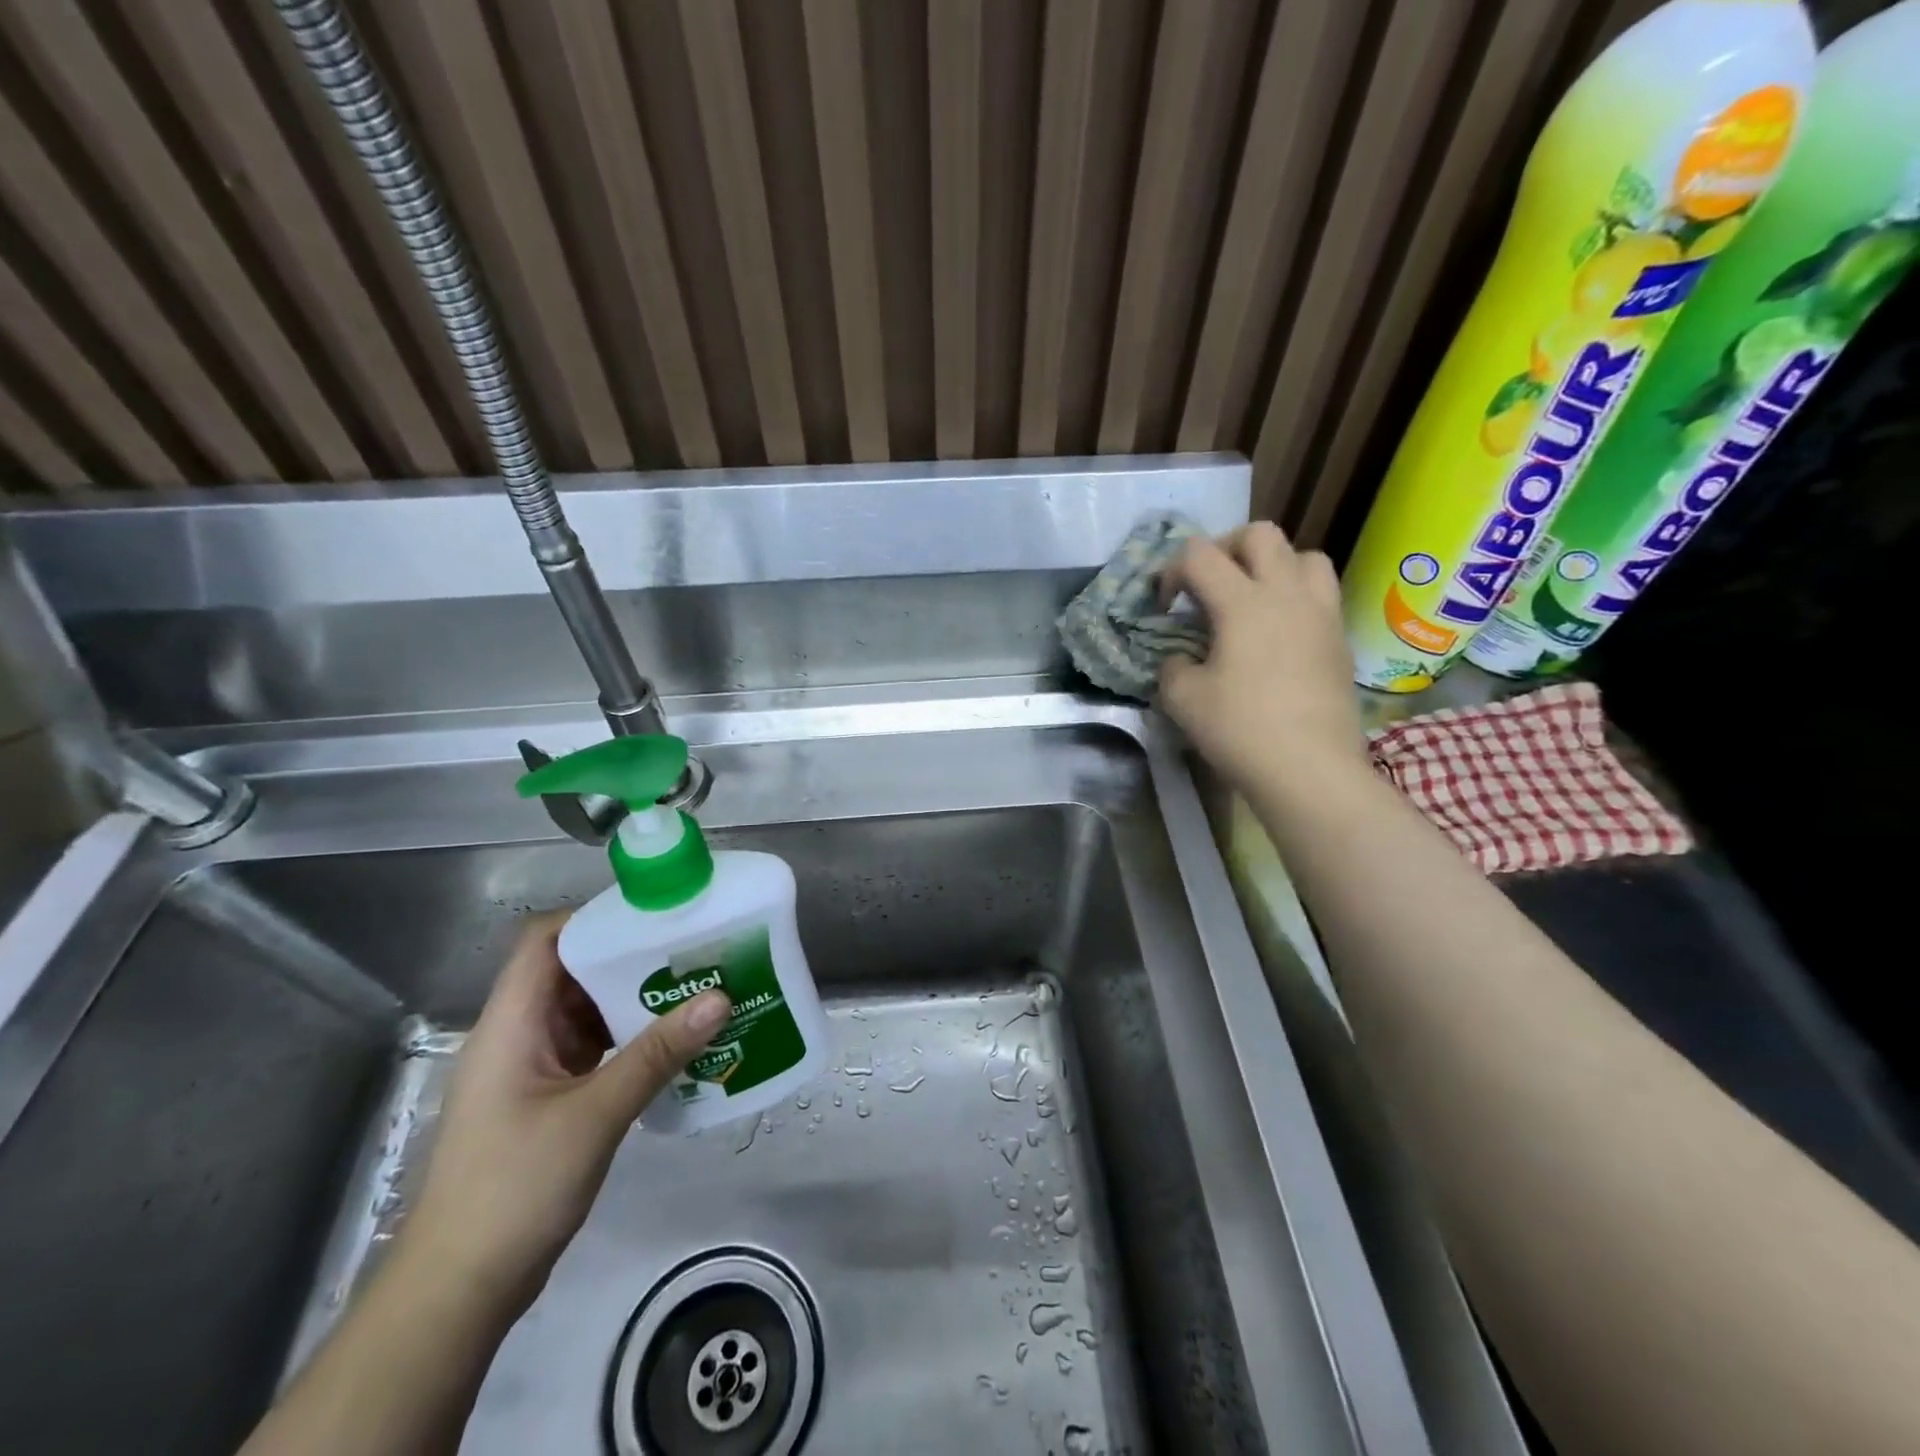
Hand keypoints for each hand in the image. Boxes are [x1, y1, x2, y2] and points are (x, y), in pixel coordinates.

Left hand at [399, 914, 728, 1319]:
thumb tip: (720, 998)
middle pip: (574, 970)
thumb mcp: (594, 1114)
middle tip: (694, 948)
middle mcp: (520, 1034)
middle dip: (632, 956)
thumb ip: (657, 1054)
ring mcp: (534, 1068)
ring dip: (636, 999)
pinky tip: (676, 1043)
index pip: (545, 940)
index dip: (595, 918)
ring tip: (696, 987)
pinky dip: (631, 1038)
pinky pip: (595, 1048)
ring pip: (587, 1011)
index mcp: (513, 1022)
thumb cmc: (514, 1187)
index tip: (656, 914)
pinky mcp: (549, 1098)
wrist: (459, 1289)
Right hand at [1158, 522, 1368, 795]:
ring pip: (1304, 555)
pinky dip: (1296, 597)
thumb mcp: (1182, 700)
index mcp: (1243, 602)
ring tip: (1253, 600)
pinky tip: (1279, 634)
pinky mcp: (1340, 639)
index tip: (1165, 606)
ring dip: (1272, 565)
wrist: (1310, 770)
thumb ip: (1172, 666)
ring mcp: (1321, 614)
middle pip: (1259, 534)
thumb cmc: (1241, 730)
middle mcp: (1287, 594)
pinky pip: (1321, 593)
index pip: (1199, 554)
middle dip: (1225, 548)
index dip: (1171, 571)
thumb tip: (1180, 658)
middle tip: (1208, 585)